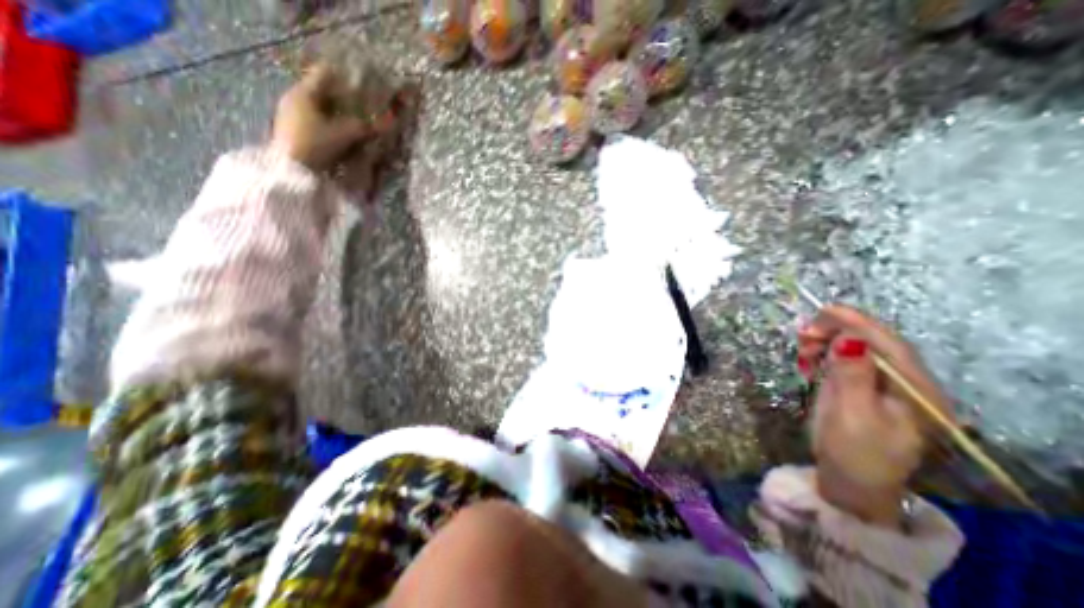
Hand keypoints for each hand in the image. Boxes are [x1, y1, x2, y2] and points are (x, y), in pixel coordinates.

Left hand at [272, 65, 372, 171]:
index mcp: (304, 92)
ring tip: (353, 122)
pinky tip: (338, 135)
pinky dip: (327, 124)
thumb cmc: (317, 144)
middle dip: (342, 98)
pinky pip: (313, 121)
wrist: (292, 170)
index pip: (325, 74)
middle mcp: (294, 98)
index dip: (345, 77)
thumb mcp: (346, 135)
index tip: (362, 84)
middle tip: (362, 106)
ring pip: (317, 108)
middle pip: (321, 92)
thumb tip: (389, 122)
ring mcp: (290, 115)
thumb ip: (366, 127)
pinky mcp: (292, 131)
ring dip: (335, 113)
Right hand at [793, 305, 951, 524]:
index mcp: (916, 391)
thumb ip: (852, 376)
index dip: (858, 323)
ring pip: (855, 348)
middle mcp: (904, 383)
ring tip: (802, 348)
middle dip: (836, 331)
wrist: (849, 480)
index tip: (824, 309)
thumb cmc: (854, 451)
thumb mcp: (852, 414)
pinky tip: (808, 358)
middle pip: (872, 342)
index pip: (890, 345)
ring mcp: (880, 384)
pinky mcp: (860, 386)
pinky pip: (843, 358)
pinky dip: (823, 352)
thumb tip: (850, 340)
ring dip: (826, 341)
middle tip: (803, 335)